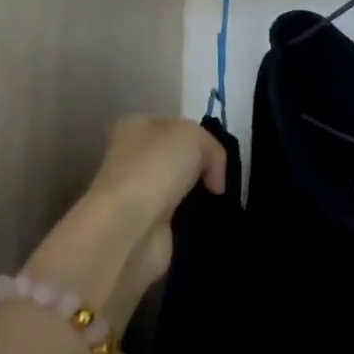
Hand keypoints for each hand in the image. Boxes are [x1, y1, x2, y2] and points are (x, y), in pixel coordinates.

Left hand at [23, 116, 225, 325]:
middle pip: (180, 158)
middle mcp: (133, 157)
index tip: (220, 156)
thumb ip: (213, 149)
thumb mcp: (195, 136)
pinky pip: (181, 217)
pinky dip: (196, 220)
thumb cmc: (156, 167)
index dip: (201, 137)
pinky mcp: (147, 226)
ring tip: (222, 201)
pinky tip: (210, 220)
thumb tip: (215, 182)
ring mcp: (138, 194)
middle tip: (223, 180)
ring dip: (201, 196)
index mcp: (136, 126)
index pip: (177, 126)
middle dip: (203, 169)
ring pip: (182, 188)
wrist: (129, 227)